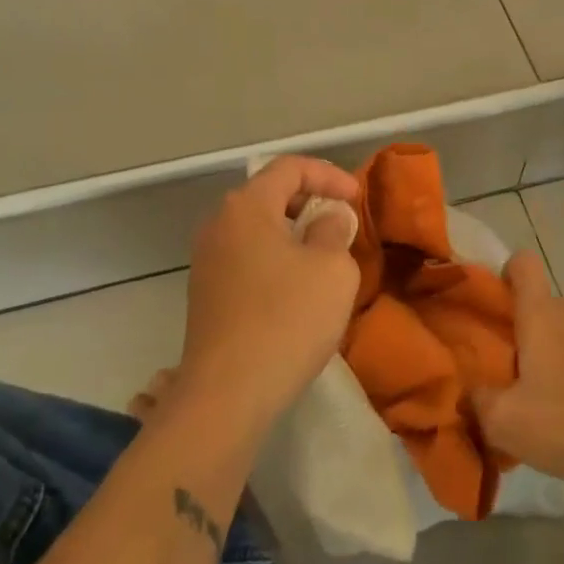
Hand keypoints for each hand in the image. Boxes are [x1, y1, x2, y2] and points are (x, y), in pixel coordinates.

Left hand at [174, 156, 361, 434]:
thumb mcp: (333, 269)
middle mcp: (219, 224)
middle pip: (269, 194)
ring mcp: (207, 261)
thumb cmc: (287, 320)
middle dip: (310, 201)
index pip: (290, 167)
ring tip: (324, 255)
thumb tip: (325, 220)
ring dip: (293, 233)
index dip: (329, 175)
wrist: (226, 396)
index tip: (357, 199)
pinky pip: (247, 257)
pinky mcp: (205, 294)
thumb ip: (333, 231)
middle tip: (342, 222)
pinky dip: (275, 259)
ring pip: (257, 228)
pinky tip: (296, 288)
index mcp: (247, 206)